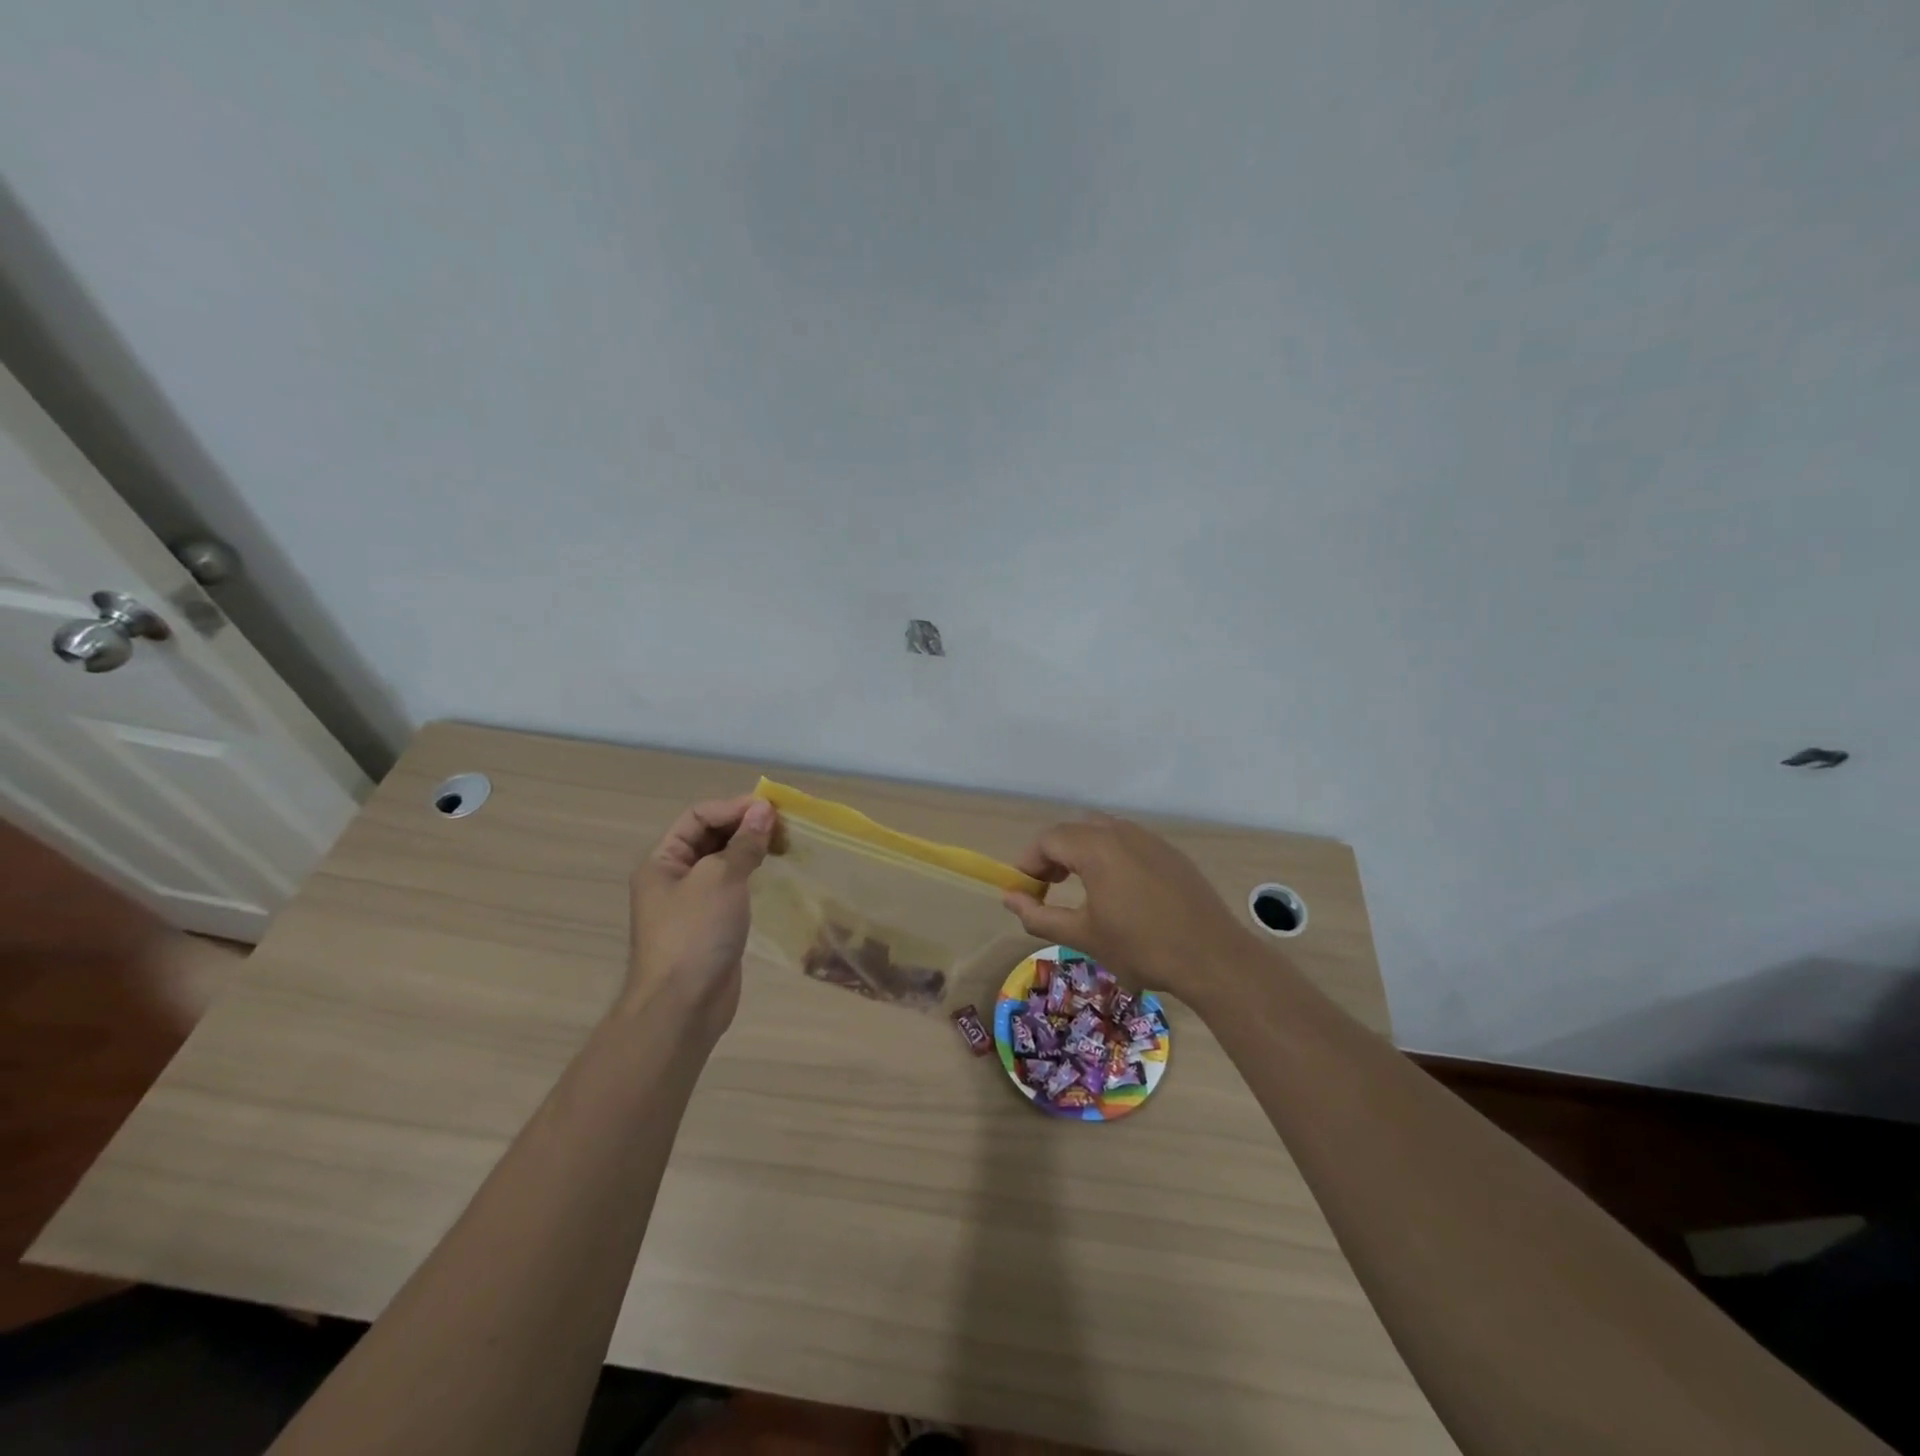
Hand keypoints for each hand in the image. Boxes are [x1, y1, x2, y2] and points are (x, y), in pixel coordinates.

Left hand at [627, 795, 775, 1034]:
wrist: (682, 1006)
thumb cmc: (695, 934)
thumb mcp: (720, 879)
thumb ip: (744, 843)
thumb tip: (764, 810)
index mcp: (662, 860)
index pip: (698, 816)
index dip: (734, 808)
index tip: (771, 810)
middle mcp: (674, 876)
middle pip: (711, 836)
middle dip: (745, 826)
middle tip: (784, 826)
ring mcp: (693, 902)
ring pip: (724, 861)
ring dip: (752, 848)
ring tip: (785, 845)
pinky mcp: (712, 923)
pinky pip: (733, 886)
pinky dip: (753, 873)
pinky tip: (774, 872)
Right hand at [1001, 813, 1256, 1006]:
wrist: (1212, 957)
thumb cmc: (1141, 947)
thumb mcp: (1083, 936)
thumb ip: (1039, 916)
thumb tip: (1010, 900)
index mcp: (1097, 847)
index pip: (1048, 840)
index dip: (1028, 863)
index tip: (1024, 892)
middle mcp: (1122, 832)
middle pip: (1073, 830)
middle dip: (1053, 855)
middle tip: (1047, 888)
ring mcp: (1150, 839)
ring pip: (1102, 832)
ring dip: (1081, 853)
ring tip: (1079, 888)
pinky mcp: (1170, 852)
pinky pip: (1128, 842)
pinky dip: (1109, 856)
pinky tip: (1118, 891)